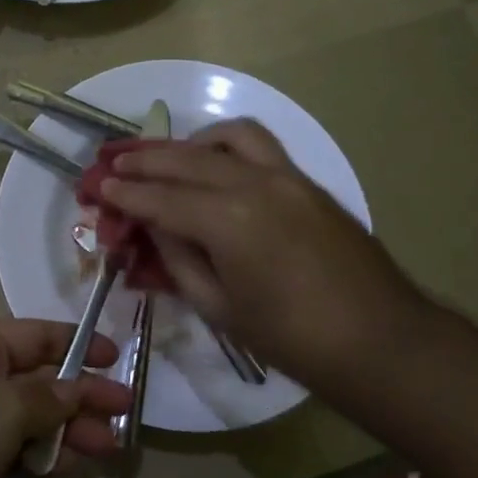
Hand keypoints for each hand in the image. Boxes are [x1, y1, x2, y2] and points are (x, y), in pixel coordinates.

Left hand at [0, 320, 130, 477]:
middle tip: (124, 414)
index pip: (37, 335)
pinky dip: (41, 457)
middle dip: (80, 396)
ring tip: (109, 448)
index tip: (117, 358)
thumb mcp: (1, 408)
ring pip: (28, 420)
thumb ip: (48, 399)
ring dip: (67, 431)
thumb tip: (78, 390)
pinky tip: (71, 467)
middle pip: (37, 380)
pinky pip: (12, 452)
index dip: (78, 344)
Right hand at [100, 119, 431, 390]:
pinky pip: (259, 145)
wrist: (380, 340)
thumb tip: (154, 228)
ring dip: (188, 143)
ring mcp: (287, 176)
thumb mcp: (219, 308)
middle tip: (114, 163)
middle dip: (144, 160)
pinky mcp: (307, 181)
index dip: (125, 193)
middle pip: (186, 159)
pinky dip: (226, 145)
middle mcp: (255, 183)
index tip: (98, 186)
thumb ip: (179, 260)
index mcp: (229, 221)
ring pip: (227, 137)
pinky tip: (214, 163)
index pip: (161, 198)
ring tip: (165, 158)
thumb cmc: (292, 339)